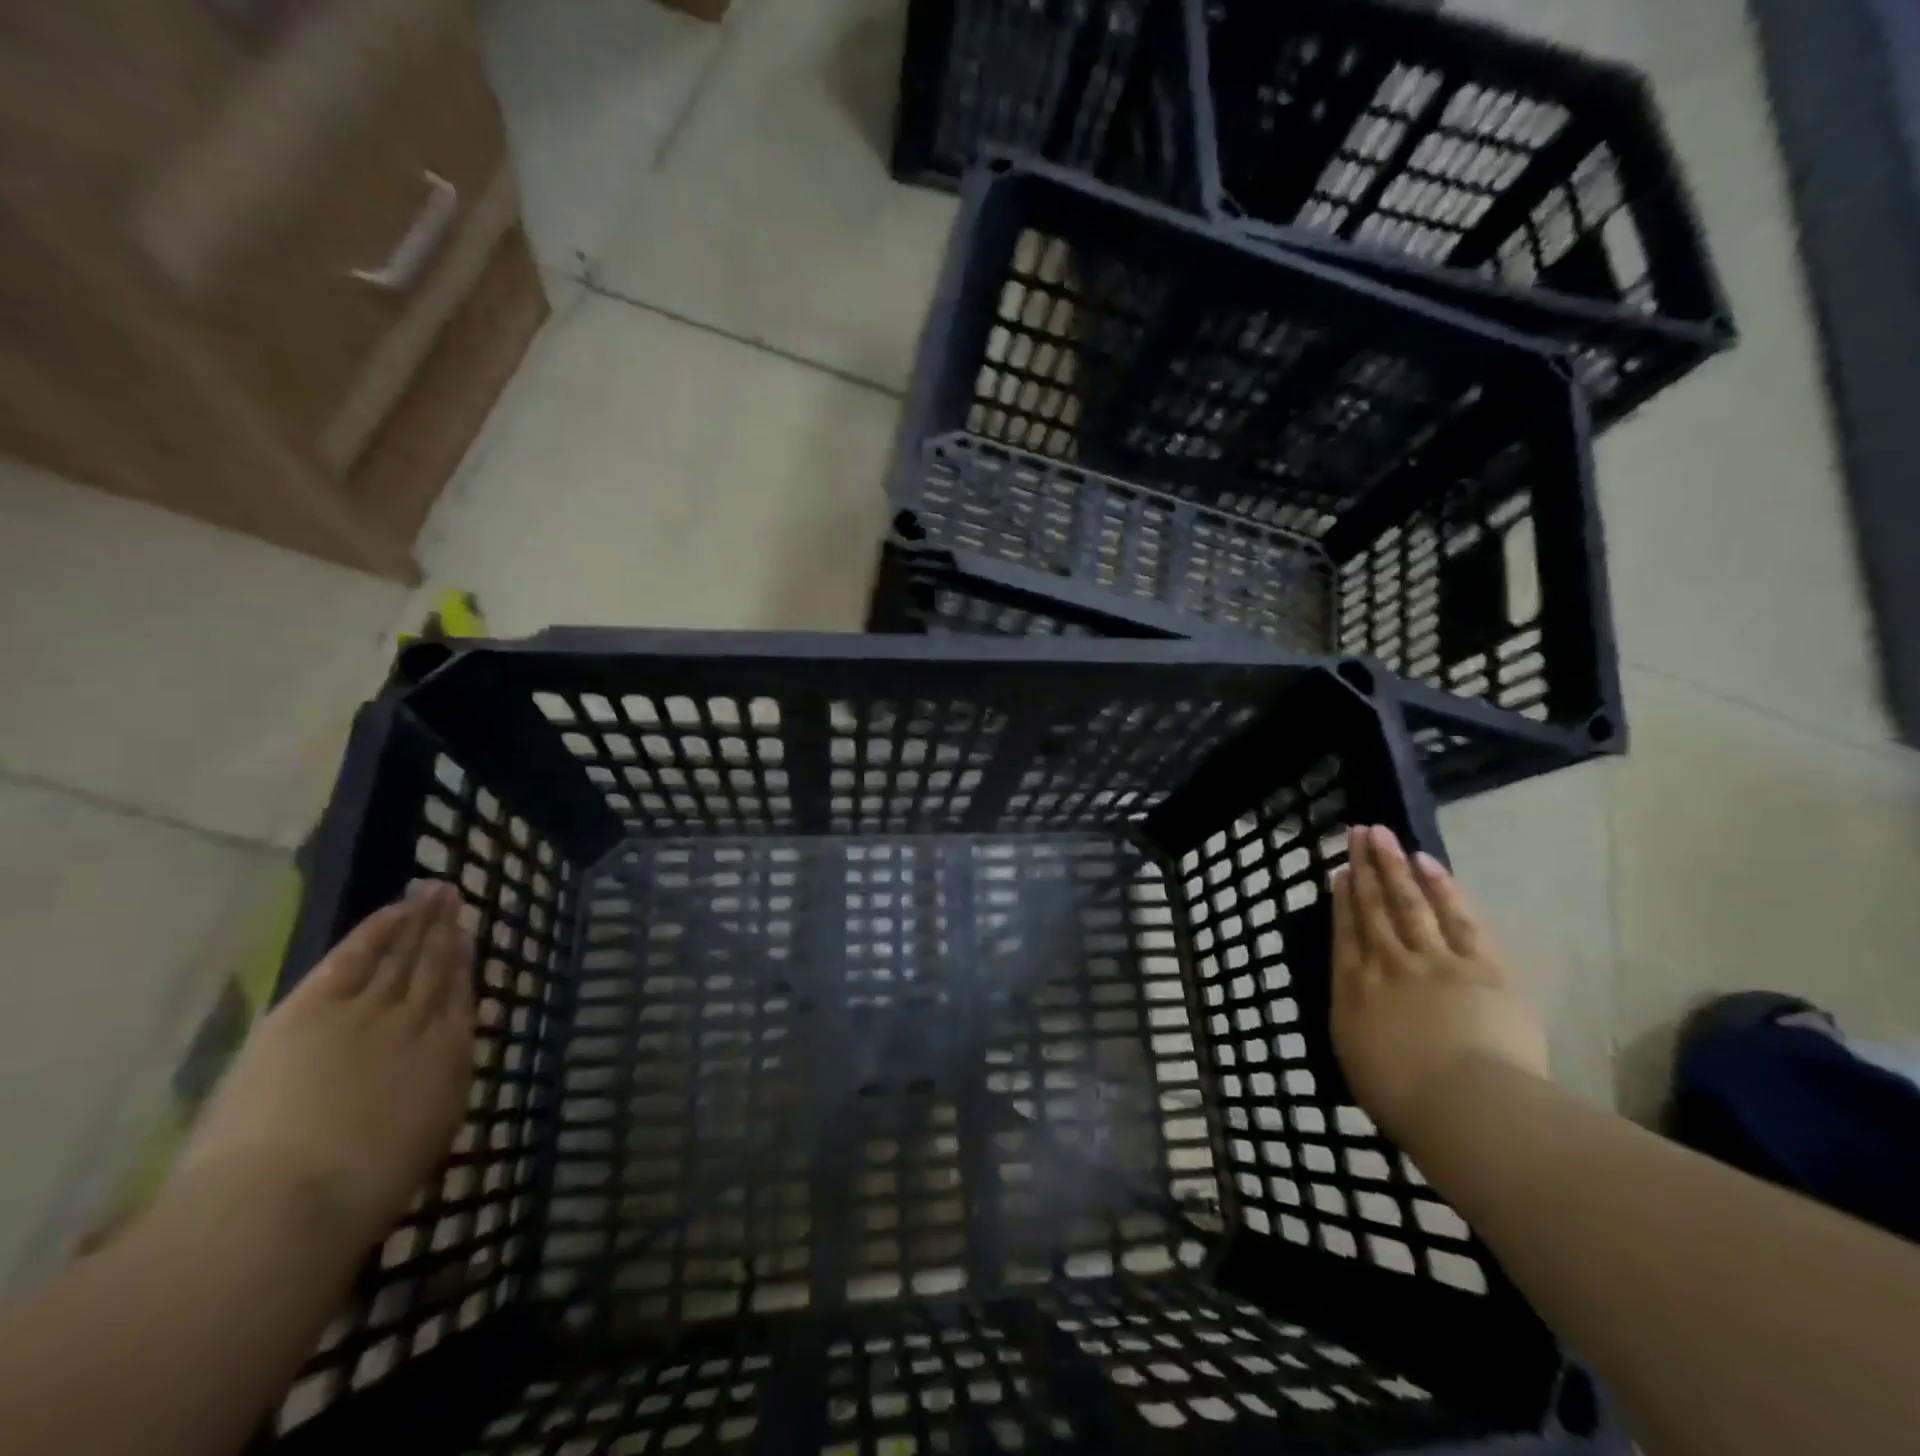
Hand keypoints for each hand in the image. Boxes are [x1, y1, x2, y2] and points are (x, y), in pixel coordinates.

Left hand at [177, 882, 475, 1247]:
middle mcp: (420, 1023)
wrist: (288, 1201)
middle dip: (447, 931)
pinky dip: (378, 930)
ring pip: (403, 954)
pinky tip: (395, 910)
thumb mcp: (422, 1142)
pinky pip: (355, 956)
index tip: (468, 939)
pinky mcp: (315, 1009)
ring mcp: (369, 1010)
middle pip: (436, 967)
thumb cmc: (358, 1192)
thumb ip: (436, 1091)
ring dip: (421, 920)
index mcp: (449, 1059)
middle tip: (456, 896)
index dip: (464, 966)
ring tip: (434, 892)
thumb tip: (442, 1062)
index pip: (460, 999)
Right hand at [1330, 826, 1548, 1143]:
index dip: (1342, 900)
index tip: (1340, 871)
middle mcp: (1387, 965)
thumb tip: (1358, 1002)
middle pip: (1373, 908)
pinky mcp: (1479, 966)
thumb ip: (1356, 1021)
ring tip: (1383, 835)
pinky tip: (1429, 864)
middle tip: (1358, 834)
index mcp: (1354, 991)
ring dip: (1394, 866)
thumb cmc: (1404, 1100)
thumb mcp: (1358, 1060)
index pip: (1345, 934)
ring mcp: (1433, 960)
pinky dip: (1442, 888)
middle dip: (1364, 869)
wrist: (1466, 1107)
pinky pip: (1456, 918)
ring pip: (1408, 903)